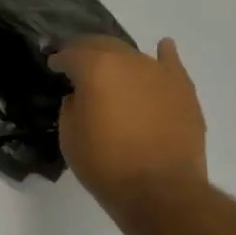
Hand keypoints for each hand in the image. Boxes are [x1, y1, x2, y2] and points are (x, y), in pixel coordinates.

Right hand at [51, 36, 206, 206]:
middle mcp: (128, 61)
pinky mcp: (183, 89)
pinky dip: (163, 55)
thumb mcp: (69, 136)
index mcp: (95, 68)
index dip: (58, 59)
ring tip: (110, 68)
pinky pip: (171, 63)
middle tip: (75, 61)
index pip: (70, 54)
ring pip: (132, 54)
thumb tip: (81, 96)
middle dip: (85, 50)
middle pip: (101, 44)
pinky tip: (162, 49)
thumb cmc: (105, 164)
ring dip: (117, 58)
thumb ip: (71, 106)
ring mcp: (159, 73)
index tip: (52, 65)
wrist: (160, 190)